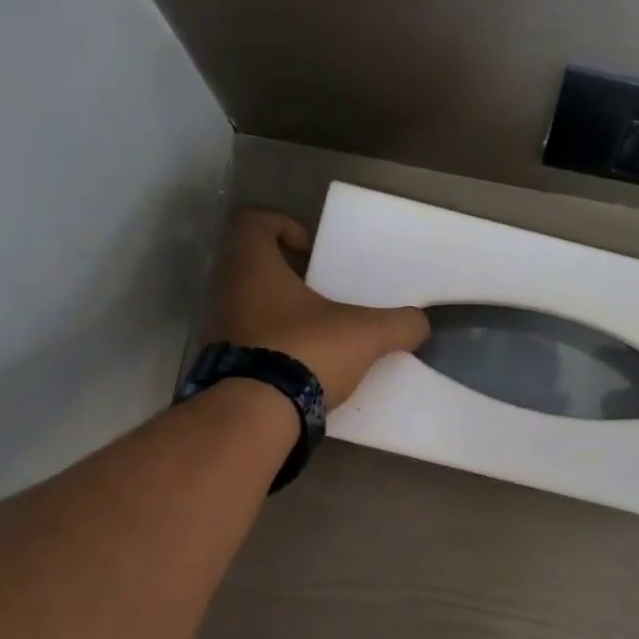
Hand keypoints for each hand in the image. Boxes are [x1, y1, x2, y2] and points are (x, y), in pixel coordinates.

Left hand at [204, 209, 429, 407]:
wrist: (255, 416)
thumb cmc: (305, 352)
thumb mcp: (367, 335)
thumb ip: (400, 324)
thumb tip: (420, 324)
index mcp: (252, 266)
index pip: (252, 222)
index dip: (282, 226)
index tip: (312, 249)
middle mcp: (226, 290)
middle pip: (252, 265)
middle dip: (289, 275)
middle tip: (323, 293)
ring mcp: (217, 329)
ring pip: (249, 305)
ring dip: (281, 312)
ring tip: (319, 333)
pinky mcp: (220, 365)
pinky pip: (247, 342)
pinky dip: (273, 346)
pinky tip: (303, 366)